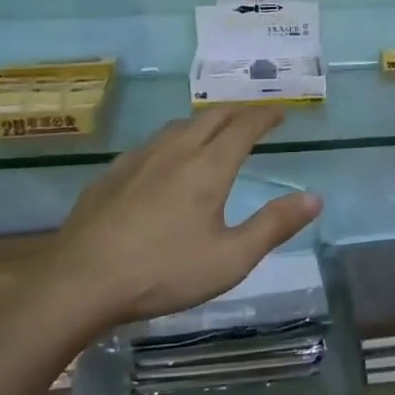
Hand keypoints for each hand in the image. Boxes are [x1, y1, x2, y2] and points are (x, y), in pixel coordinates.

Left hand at [45, 106, 321, 325]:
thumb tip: (314, 198)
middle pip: (212, 117)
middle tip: (254, 118)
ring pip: (179, 126)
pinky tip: (164, 160)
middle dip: (238, 112)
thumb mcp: (230, 259)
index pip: (244, 127)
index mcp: (208, 167)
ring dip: (204, 122)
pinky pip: (151, 143)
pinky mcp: (112, 174)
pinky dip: (173, 140)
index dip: (265, 116)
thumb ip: (274, 225)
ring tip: (214, 133)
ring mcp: (139, 159)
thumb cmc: (163, 272)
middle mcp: (175, 151)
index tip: (280, 112)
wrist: (79, 282)